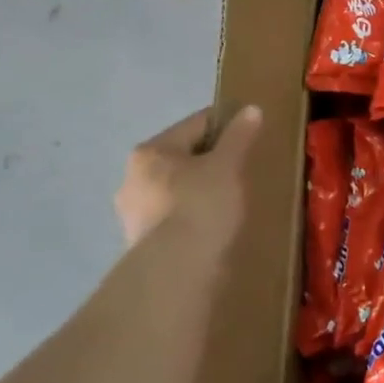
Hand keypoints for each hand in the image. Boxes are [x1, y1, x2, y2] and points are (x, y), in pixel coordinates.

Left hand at [114, 104, 262, 256]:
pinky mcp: (140, 246)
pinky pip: (174, 219)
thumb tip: (250, 109)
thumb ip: (238, 136)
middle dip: (210, 162)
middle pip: (182, 158)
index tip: (250, 135)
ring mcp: (133, 215)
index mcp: (150, 152)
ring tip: (230, 201)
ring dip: (200, 191)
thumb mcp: (228, 164)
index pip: (196, 125)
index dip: (226, 125)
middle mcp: (133, 178)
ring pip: (176, 190)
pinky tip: (213, 227)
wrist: (176, 272)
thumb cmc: (201, 205)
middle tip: (241, 170)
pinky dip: (192, 218)